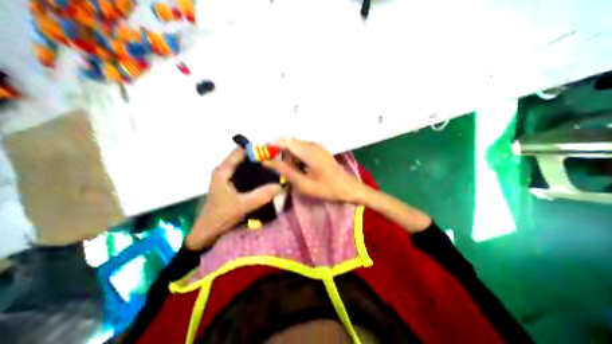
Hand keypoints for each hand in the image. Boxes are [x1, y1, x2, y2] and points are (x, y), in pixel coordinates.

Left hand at [185, 148, 282, 249]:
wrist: (207, 231)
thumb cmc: (221, 216)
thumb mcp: (243, 205)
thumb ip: (262, 195)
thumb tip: (281, 185)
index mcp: (223, 170)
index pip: (240, 151)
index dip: (256, 149)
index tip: (272, 153)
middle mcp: (225, 169)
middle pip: (244, 156)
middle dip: (259, 157)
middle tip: (276, 160)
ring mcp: (227, 176)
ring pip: (245, 164)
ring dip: (258, 164)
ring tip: (274, 167)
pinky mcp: (231, 183)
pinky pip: (245, 172)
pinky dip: (255, 172)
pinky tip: (265, 178)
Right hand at [263, 138, 361, 204]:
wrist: (348, 188)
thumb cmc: (327, 189)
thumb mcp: (303, 184)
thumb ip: (285, 171)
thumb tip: (267, 161)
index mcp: (309, 151)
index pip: (284, 141)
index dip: (271, 146)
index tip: (261, 156)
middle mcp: (312, 144)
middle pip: (289, 143)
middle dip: (280, 154)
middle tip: (280, 171)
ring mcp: (317, 146)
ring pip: (295, 147)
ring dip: (289, 158)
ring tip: (294, 173)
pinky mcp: (319, 150)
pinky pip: (302, 150)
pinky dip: (296, 158)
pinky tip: (301, 170)